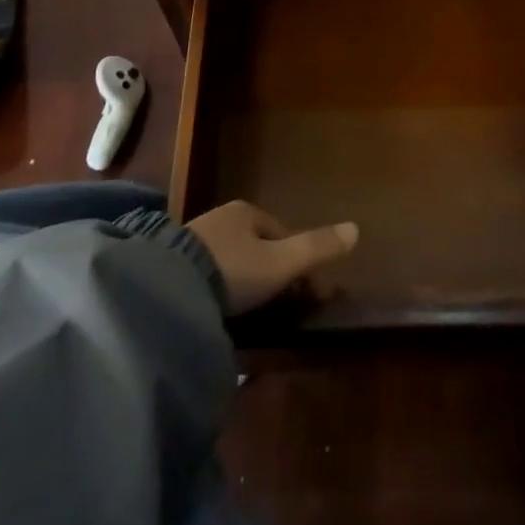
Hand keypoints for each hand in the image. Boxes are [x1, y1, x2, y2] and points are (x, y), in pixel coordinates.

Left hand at [186, 201, 359, 315]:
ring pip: (233, 260)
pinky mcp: (173, 265)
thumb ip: (317, 248)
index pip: (282, 234)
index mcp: (246, 211)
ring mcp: (194, 240)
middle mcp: (220, 218)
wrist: (168, 288)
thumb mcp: (281, 262)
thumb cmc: (233, 270)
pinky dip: (222, 290)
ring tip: (254, 313)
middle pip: (257, 246)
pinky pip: (209, 275)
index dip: (299, 262)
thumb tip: (356, 228)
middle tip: (282, 305)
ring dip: (246, 281)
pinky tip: (223, 311)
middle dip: (272, 271)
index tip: (307, 294)